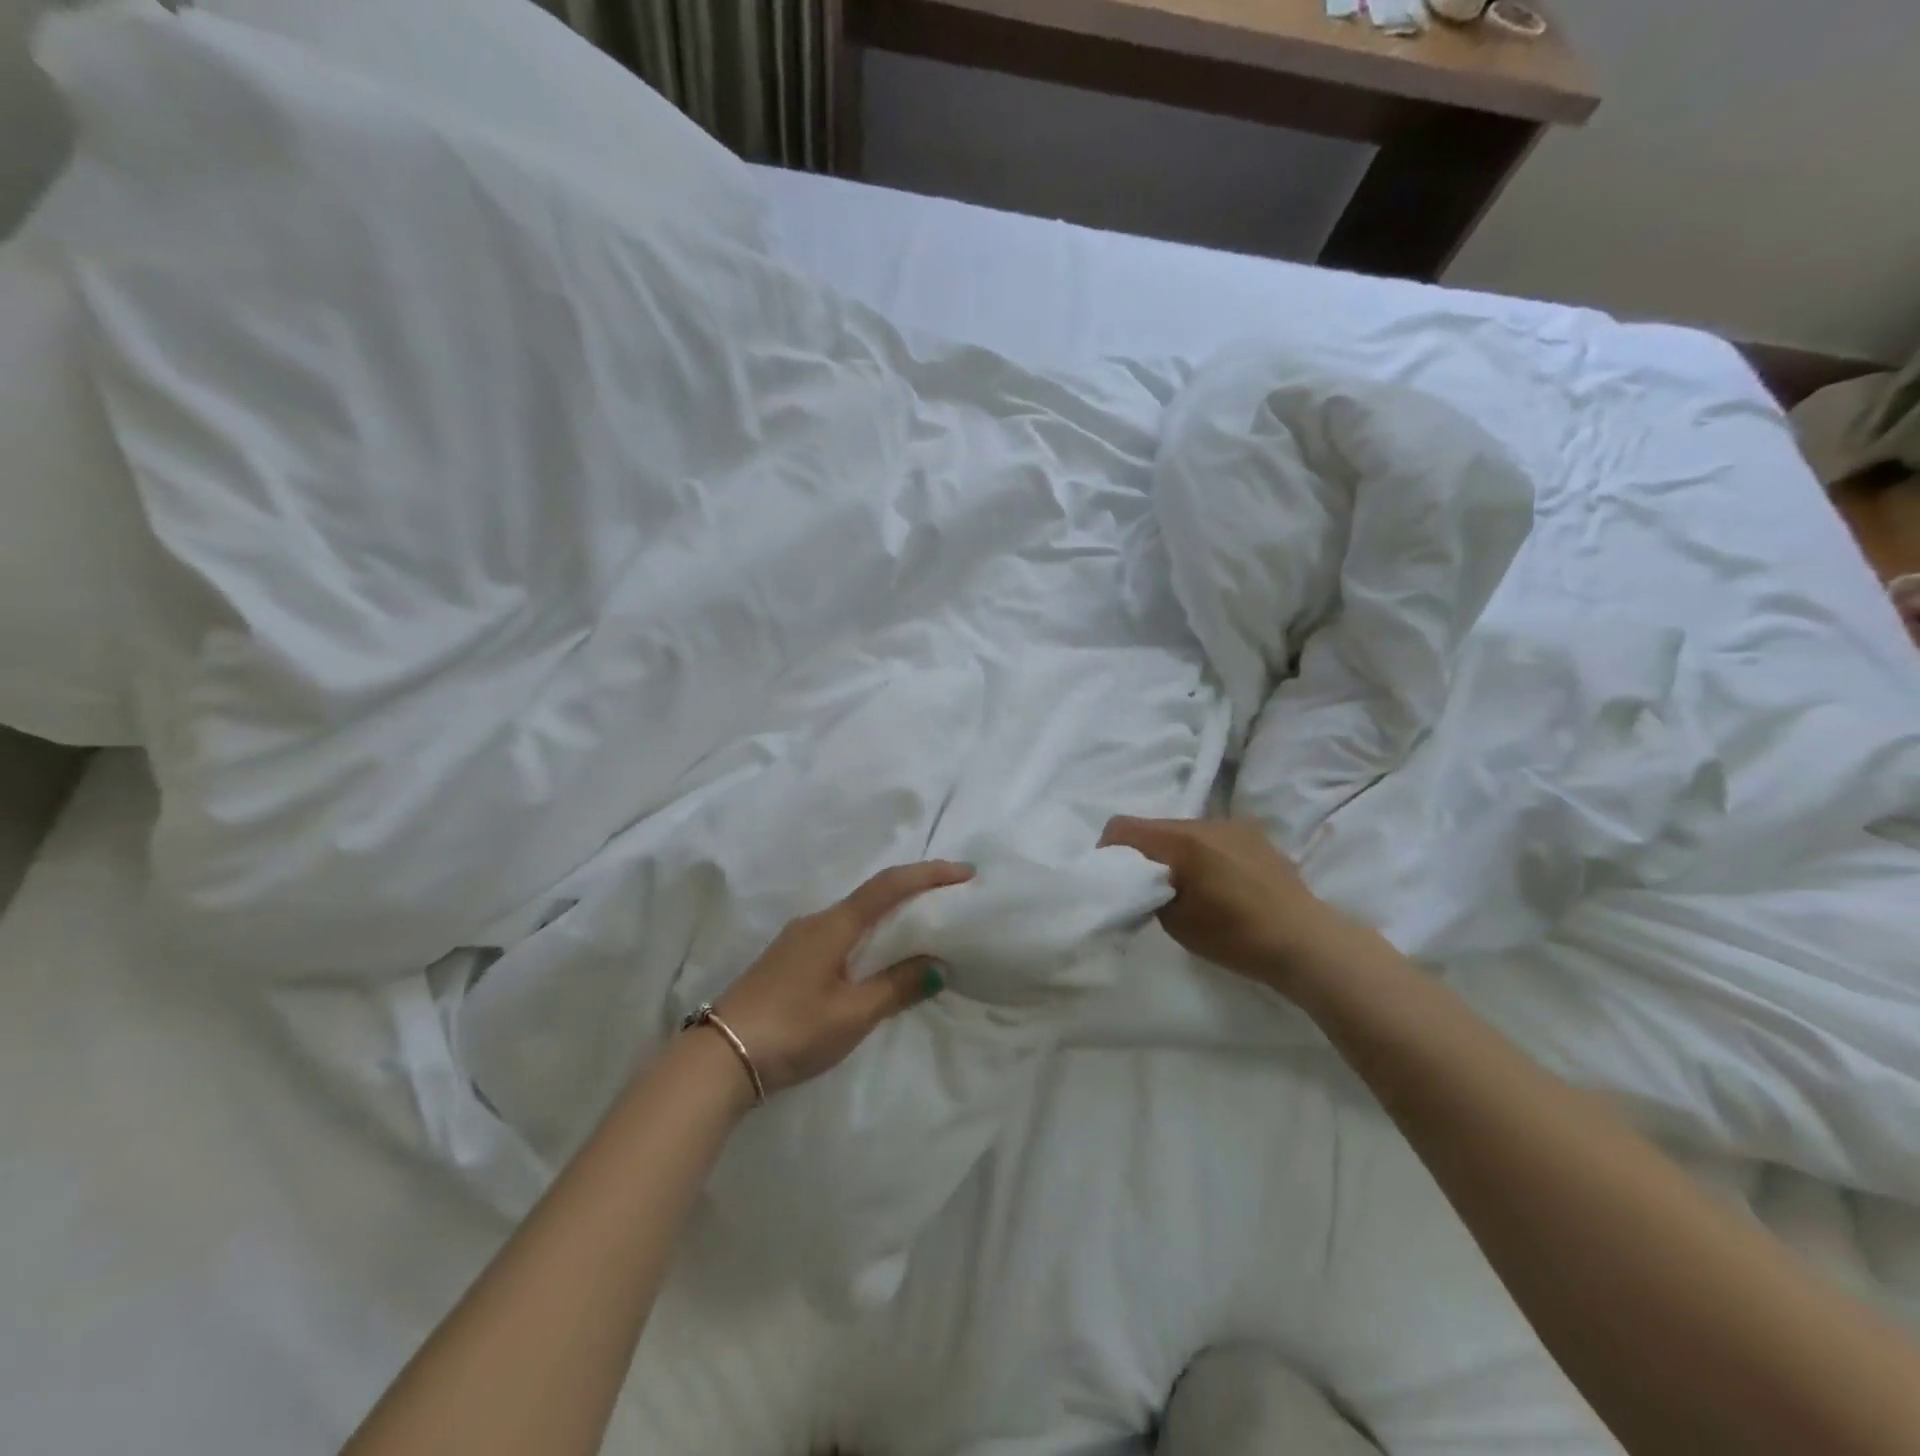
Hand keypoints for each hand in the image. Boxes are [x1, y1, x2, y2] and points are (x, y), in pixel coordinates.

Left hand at [711, 860, 973, 1096]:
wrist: (719, 1057)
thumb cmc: (792, 1029)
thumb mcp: (852, 1014)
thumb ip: (896, 987)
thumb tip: (937, 965)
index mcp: (834, 925)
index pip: (889, 886)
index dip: (928, 874)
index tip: (965, 872)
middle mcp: (816, 921)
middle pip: (873, 896)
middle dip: (914, 893)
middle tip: (950, 901)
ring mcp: (798, 940)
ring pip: (855, 917)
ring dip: (890, 917)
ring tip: (922, 931)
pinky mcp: (788, 961)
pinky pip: (840, 935)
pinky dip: (868, 937)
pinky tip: (877, 959)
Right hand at [1098, 816, 1342, 990]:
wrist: (1306, 942)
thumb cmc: (1236, 937)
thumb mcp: (1176, 922)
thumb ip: (1150, 892)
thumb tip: (1142, 881)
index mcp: (1181, 842)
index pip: (1124, 827)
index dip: (1108, 849)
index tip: (1111, 876)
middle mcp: (1205, 823)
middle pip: (1155, 827)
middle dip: (1143, 852)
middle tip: (1147, 887)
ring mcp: (1233, 826)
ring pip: (1184, 831)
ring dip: (1175, 852)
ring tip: (1187, 886)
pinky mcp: (1254, 836)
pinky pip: (1212, 837)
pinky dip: (1202, 854)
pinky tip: (1219, 883)